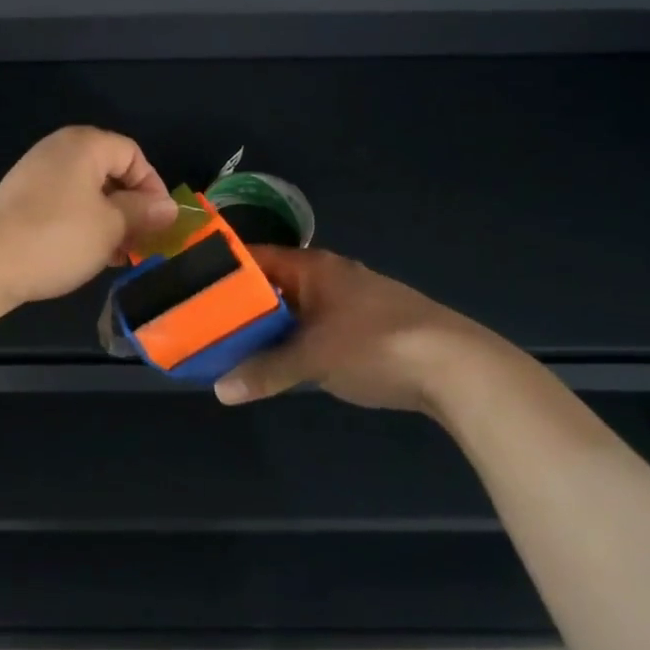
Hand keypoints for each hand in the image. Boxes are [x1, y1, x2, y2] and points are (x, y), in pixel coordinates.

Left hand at [0, 127, 178, 306]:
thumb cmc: (55, 238)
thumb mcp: (110, 227)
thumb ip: (143, 212)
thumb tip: (169, 207)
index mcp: (84, 145)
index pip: (133, 155)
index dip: (153, 187)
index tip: (160, 223)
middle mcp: (58, 151)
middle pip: (110, 172)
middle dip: (132, 207)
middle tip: (142, 242)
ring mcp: (35, 175)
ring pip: (87, 193)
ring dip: (109, 221)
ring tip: (119, 255)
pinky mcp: (19, 201)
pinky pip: (64, 206)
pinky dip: (83, 226)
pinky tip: (89, 256)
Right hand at [215, 246, 512, 413]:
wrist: (457, 367)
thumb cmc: (376, 345)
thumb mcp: (313, 359)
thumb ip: (266, 370)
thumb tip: (220, 390)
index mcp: (313, 267)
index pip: (255, 258)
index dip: (223, 272)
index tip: (192, 290)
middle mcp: (330, 276)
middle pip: (274, 285)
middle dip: (243, 306)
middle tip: (206, 326)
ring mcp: (352, 301)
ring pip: (297, 309)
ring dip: (271, 327)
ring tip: (235, 347)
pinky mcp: (369, 327)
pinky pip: (317, 327)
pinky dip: (296, 341)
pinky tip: (283, 362)